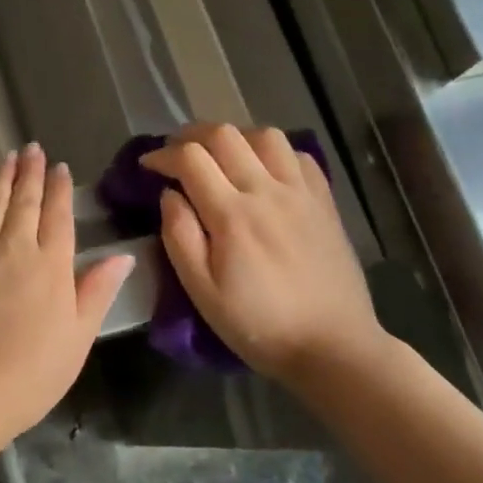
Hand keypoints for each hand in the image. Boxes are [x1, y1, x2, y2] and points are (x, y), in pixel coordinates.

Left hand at [0, 144, 134, 455]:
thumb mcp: (76, 340)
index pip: (58, 215)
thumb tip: (123, 255)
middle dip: (31, 172)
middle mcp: (14, 246)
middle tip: (33, 149)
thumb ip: (97, 292)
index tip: (60, 168)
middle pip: (24, 200)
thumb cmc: (26, 376)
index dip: (60, 189)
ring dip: (2, 175)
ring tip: (9, 156)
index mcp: (51, 266)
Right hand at [140, 124, 385, 384]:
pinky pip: (299, 155)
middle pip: (224, 135)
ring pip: (265, 135)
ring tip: (221, 157)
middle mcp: (267, 191)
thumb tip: (169, 194)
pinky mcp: (325, 202)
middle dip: (191, 135)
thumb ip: (180, 237)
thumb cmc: (259, 325)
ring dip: (235, 137)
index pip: (190, 158)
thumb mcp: (202, 292)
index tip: (148, 166)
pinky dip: (274, 152)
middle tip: (176, 154)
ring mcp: (301, 193)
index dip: (162, 154)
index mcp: (232, 215)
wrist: (333, 348)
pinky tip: (264, 171)